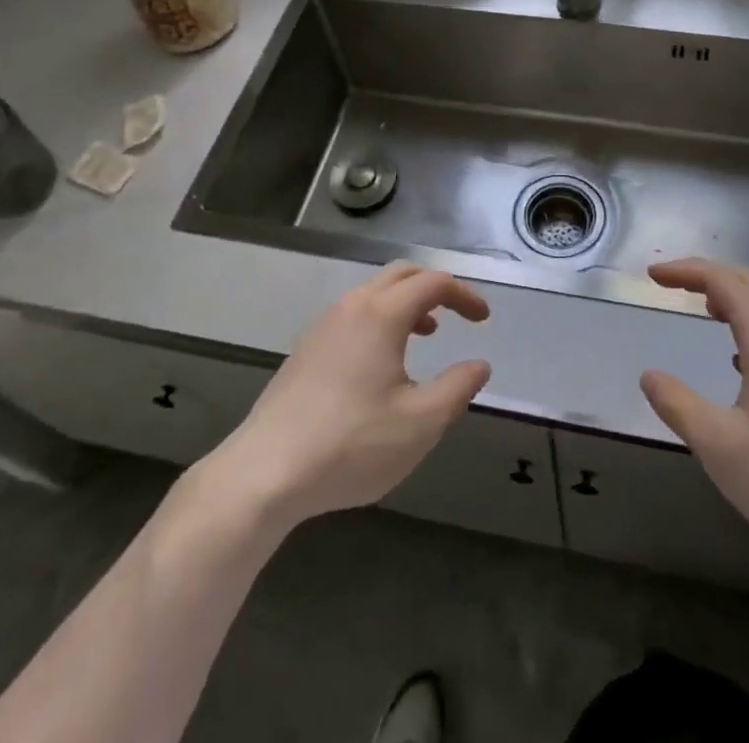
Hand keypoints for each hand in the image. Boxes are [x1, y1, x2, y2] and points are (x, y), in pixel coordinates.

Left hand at [208, 265, 491, 531]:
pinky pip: (354, 313)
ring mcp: (324, 325)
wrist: (264, 473)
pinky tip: (382, 362)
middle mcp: (352, 306)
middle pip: (401, 275)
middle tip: (458, 314)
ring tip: (426, 334)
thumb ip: (457, 389)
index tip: (483, 320)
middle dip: (435, 287)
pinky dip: (381, 318)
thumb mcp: (419, 423)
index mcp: (382, 314)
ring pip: (374, 292)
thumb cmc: (350, 444)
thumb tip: (479, 365)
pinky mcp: (306, 349)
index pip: (433, 283)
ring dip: (406, 302)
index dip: (464, 295)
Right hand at [640, 258, 748, 574]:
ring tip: (707, 312)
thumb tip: (650, 375)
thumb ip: (680, 406)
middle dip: (708, 276)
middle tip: (673, 284)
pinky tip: (745, 365)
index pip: (723, 281)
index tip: (654, 275)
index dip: (686, 271)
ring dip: (735, 300)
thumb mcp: (723, 449)